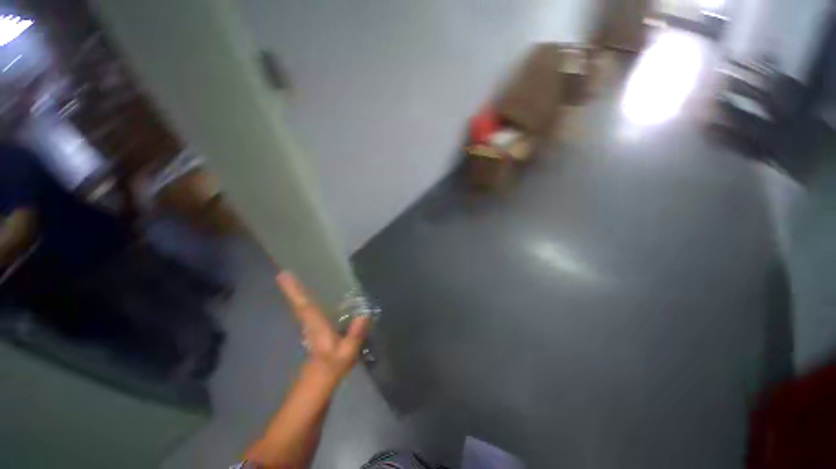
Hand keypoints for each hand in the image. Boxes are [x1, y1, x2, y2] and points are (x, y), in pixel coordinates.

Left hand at [276, 271, 370, 382]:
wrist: (317, 386)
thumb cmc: (329, 369)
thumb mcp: (346, 354)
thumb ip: (354, 335)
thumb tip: (364, 315)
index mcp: (316, 326)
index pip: (303, 305)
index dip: (294, 290)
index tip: (283, 274)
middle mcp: (310, 323)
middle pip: (300, 302)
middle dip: (294, 288)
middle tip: (287, 272)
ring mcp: (312, 327)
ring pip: (303, 306)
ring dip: (299, 293)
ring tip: (300, 277)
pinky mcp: (317, 330)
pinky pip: (312, 310)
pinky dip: (310, 301)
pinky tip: (320, 294)